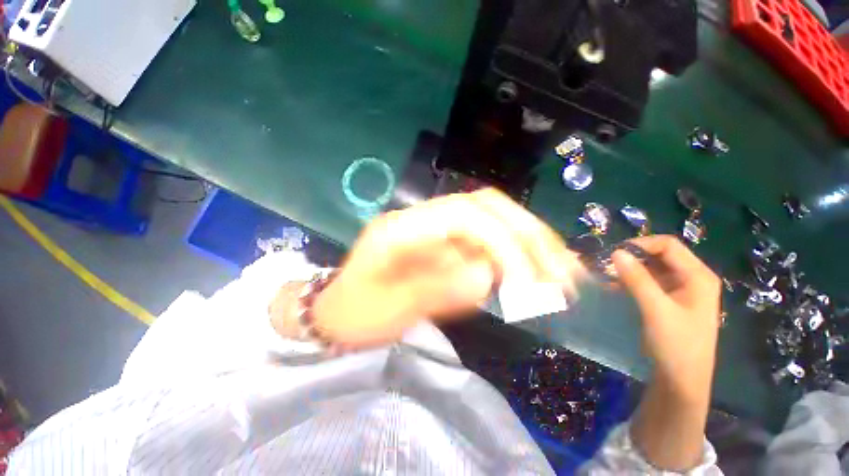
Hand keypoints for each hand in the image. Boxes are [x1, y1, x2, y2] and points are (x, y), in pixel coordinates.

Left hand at [312, 189, 585, 347]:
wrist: (338, 310)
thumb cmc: (356, 313)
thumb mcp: (391, 309)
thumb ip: (438, 289)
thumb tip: (488, 276)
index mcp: (401, 228)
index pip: (464, 216)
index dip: (502, 242)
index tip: (530, 282)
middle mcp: (421, 217)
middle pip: (483, 207)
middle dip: (526, 235)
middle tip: (563, 270)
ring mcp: (434, 227)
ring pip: (490, 218)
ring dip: (528, 241)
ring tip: (562, 270)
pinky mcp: (442, 242)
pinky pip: (485, 239)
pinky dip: (514, 253)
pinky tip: (535, 270)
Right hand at [612, 235, 720, 400]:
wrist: (681, 381)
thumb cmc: (676, 345)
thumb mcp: (656, 310)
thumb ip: (637, 279)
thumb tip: (616, 252)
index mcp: (698, 277)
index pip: (668, 245)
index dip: (640, 245)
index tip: (613, 254)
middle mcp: (692, 278)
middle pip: (660, 255)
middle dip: (632, 257)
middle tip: (606, 265)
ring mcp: (682, 290)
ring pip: (652, 268)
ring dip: (630, 269)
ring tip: (606, 275)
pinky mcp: (671, 301)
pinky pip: (649, 282)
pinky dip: (631, 281)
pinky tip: (614, 286)